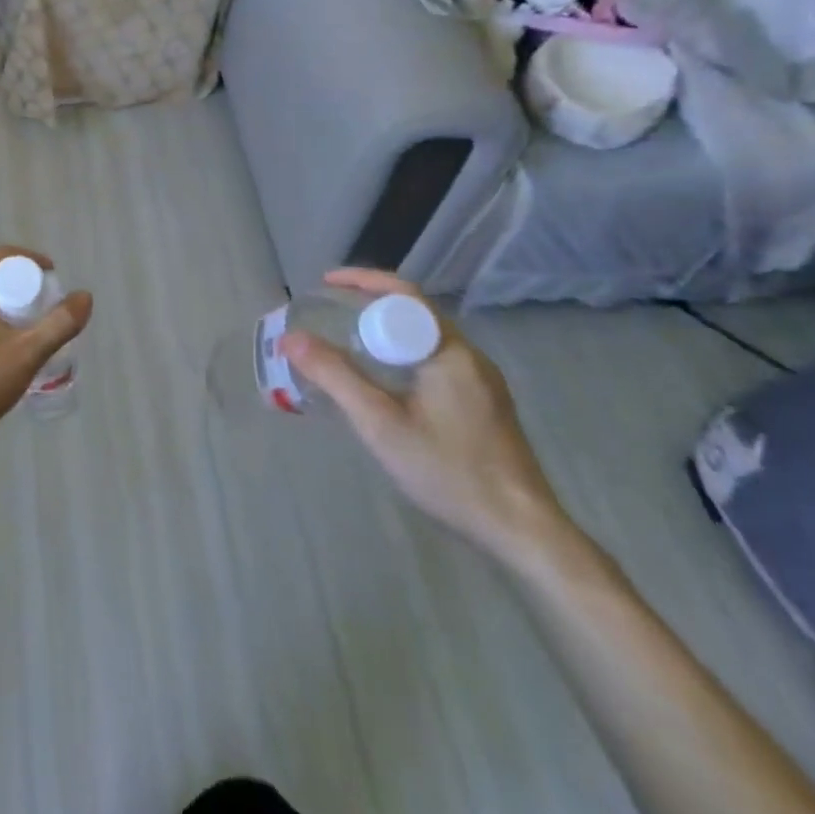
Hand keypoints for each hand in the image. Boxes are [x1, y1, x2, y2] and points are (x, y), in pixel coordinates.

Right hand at [280, 268, 571, 565]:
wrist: (523, 532)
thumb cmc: (449, 471)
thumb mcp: (380, 423)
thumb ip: (335, 376)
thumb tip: (291, 338)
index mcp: (450, 351)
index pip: (404, 294)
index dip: (362, 281)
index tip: (325, 285)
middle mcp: (470, 356)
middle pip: (415, 313)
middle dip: (370, 304)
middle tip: (330, 312)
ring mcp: (482, 382)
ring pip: (426, 338)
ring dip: (386, 331)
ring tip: (348, 341)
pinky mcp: (485, 405)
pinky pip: (436, 360)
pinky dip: (403, 354)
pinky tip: (384, 381)